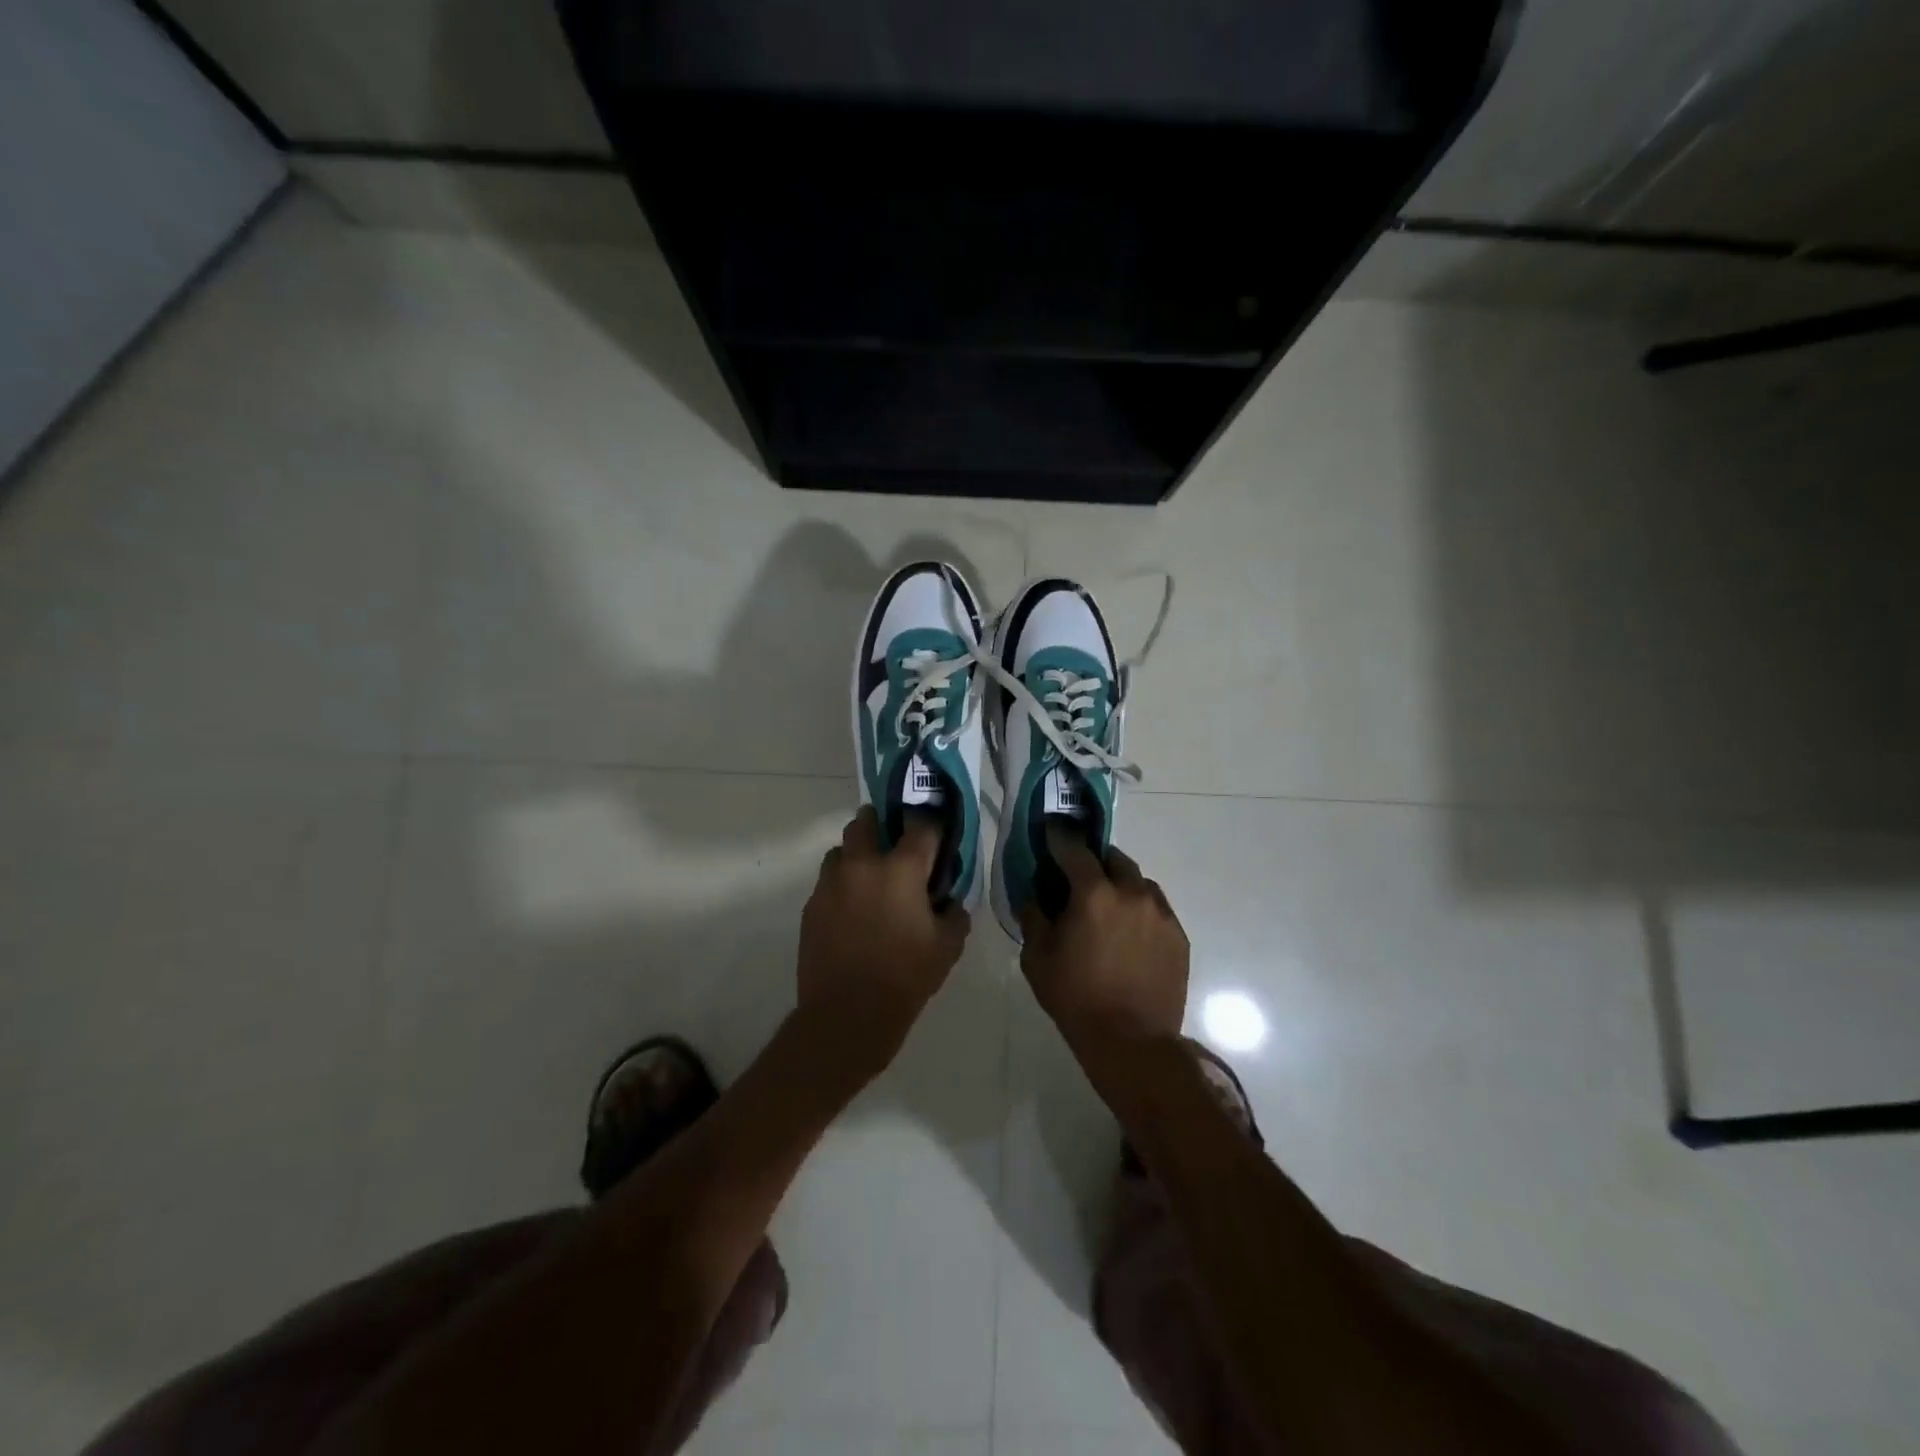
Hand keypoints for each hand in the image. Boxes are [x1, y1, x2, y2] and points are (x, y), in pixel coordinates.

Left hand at [796, 807, 970, 1067]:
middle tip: (893, 842)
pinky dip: (842, 884)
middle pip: (866, 821)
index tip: (936, 830)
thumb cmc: (905, 978)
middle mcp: (862, 864)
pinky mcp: (811, 905)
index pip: (921, 825)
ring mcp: (831, 883)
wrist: (847, 1015)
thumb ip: (954, 914)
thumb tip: (949, 900)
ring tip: (869, 878)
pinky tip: (852, 910)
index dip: (931, 823)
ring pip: (841, 849)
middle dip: (880, 823)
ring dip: (856, 854)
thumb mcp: (947, 947)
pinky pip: (828, 881)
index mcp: (901, 869)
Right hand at [1020, 826, 1188, 1056]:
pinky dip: (1140, 909)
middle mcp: (1132, 893)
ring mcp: (1161, 914)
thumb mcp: (1037, 957)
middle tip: (1080, 875)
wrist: (1132, 1042)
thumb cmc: (1076, 998)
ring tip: (1108, 905)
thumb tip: (1035, 894)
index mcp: (1094, 894)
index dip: (1059, 836)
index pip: (1074, 849)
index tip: (1051, 829)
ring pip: (1139, 882)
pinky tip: (1130, 932)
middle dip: (1095, 860)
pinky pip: (1156, 909)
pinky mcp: (1179, 936)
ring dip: (1121, 884)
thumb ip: (1033, 916)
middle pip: (1113, 859)